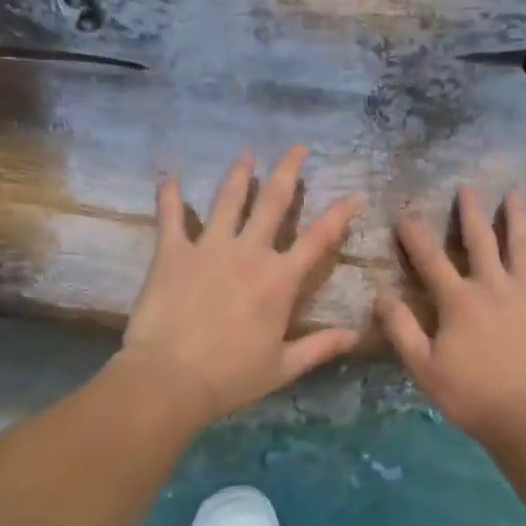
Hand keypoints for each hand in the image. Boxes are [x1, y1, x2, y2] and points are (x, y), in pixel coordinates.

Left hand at [119, 145, 362, 425]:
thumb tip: (356, 335)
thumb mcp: (283, 367)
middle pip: (273, 201)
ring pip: (228, 199)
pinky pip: (171, 216)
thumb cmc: (231, 376)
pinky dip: (170, 194)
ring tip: (246, 153)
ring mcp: (209, 248)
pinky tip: (168, 174)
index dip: (340, 214)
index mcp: (280, 280)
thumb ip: (321, 346)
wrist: (170, 378)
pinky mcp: (172, 252)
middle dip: (288, 170)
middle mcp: (249, 253)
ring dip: (239, 173)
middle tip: (297, 146)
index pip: (319, 238)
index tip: (353, 195)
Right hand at [376, 187, 525, 444]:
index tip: (405, 215)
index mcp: (458, 300)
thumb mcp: (422, 366)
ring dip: (517, 219)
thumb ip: (401, 328)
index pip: (430, 259)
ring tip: (515, 194)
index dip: (415, 235)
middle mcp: (493, 287)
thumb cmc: (469, 394)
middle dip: (471, 213)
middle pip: (480, 241)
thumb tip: (381, 295)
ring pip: (522, 248)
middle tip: (467, 189)